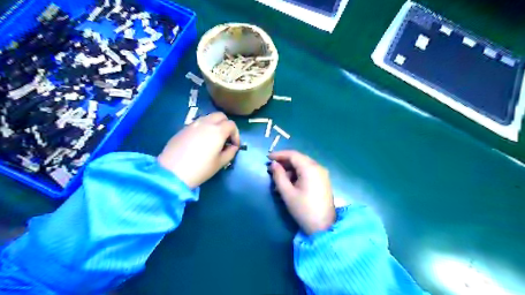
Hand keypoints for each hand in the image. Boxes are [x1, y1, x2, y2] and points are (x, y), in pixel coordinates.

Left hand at [156, 112, 239, 186]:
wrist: (172, 172)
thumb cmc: (200, 169)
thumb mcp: (220, 163)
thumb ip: (230, 152)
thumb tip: (233, 147)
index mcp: (217, 131)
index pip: (231, 125)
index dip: (236, 134)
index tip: (234, 145)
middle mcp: (206, 123)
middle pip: (220, 116)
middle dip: (226, 125)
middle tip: (226, 138)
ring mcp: (193, 124)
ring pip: (208, 117)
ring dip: (215, 124)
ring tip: (213, 139)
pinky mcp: (183, 129)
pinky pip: (197, 123)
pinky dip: (204, 127)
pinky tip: (200, 141)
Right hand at [268, 149, 333, 234]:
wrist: (323, 227)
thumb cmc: (303, 210)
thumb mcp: (287, 193)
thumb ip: (278, 176)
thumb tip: (273, 164)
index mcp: (310, 168)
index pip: (293, 155)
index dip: (279, 154)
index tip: (268, 158)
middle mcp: (318, 167)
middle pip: (299, 159)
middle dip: (284, 162)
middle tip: (272, 169)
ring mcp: (322, 174)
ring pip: (303, 165)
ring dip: (290, 170)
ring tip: (279, 180)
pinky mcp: (323, 181)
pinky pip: (308, 172)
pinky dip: (298, 174)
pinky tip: (289, 183)